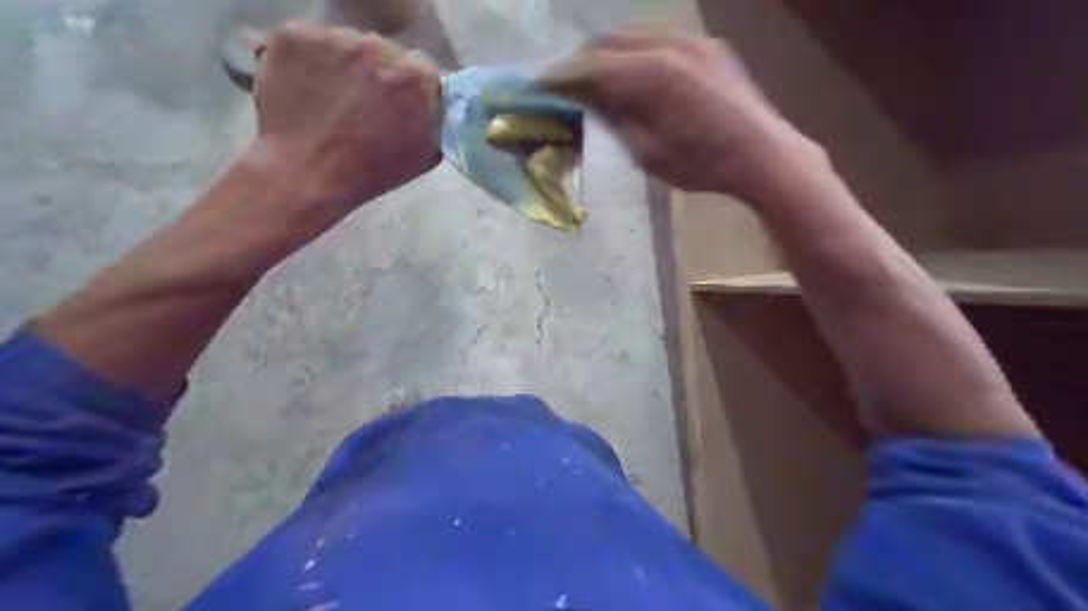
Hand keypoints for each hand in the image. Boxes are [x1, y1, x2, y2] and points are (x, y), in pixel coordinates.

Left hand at [250, 19, 441, 214]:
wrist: (307, 173)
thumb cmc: (371, 171)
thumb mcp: (426, 153)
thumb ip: (436, 119)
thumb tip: (434, 104)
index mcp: (417, 76)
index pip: (422, 69)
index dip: (410, 88)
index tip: (399, 104)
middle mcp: (379, 46)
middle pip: (384, 51)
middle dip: (378, 72)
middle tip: (363, 102)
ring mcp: (334, 37)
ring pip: (346, 44)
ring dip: (344, 64)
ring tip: (331, 97)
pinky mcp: (295, 34)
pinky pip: (309, 41)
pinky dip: (308, 59)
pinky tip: (305, 87)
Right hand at [544, 30, 816, 195]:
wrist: (762, 155)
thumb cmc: (702, 165)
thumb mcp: (648, 152)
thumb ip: (616, 118)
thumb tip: (589, 100)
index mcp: (652, 75)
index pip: (593, 66)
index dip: (562, 75)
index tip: (539, 84)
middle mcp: (670, 45)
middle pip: (610, 40)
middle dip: (582, 59)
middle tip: (565, 84)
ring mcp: (692, 41)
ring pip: (635, 33)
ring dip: (608, 51)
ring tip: (594, 77)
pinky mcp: (706, 46)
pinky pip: (659, 37)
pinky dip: (635, 50)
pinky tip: (632, 72)